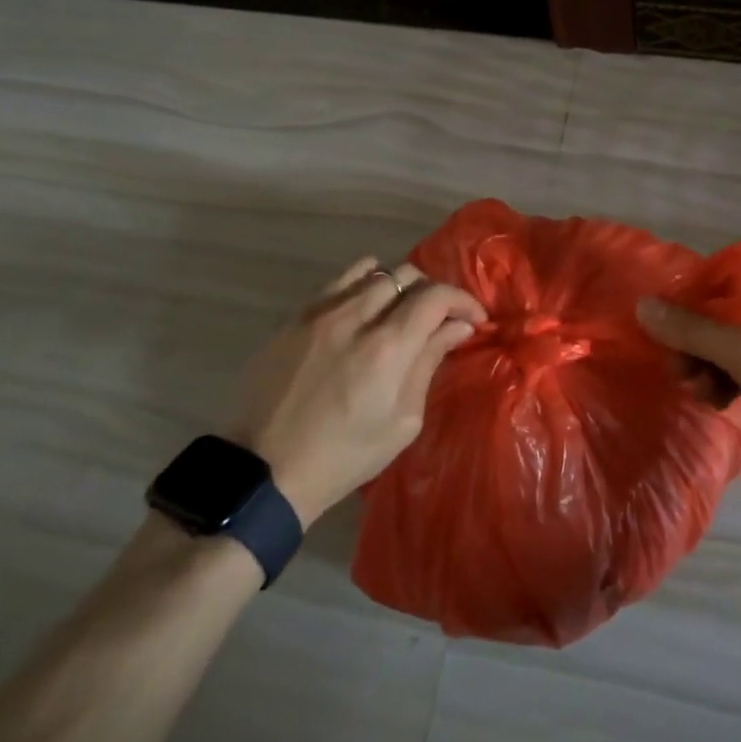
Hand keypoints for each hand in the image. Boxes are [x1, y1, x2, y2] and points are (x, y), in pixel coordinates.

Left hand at [225, 258, 485, 526]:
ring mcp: (319, 312)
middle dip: (432, 292)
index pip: (436, 296)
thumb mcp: (402, 421)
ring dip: (396, 285)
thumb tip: (459, 327)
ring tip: (398, 310)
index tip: (473, 318)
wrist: (267, 470)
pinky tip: (361, 311)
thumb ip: (429, 363)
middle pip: (406, 274)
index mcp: (387, 348)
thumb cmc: (345, 455)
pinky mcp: (293, 317)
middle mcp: (354, 317)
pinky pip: (336, 282)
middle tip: (438, 318)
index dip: (462, 300)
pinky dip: (360, 286)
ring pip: (371, 271)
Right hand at [635, 295, 740, 482]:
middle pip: (720, 310)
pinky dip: (726, 379)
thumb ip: (693, 330)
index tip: (666, 331)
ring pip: (729, 340)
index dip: (687, 300)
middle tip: (680, 373)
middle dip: (694, 342)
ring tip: (698, 394)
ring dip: (706, 365)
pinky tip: (716, 402)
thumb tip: (643, 306)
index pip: (720, 276)